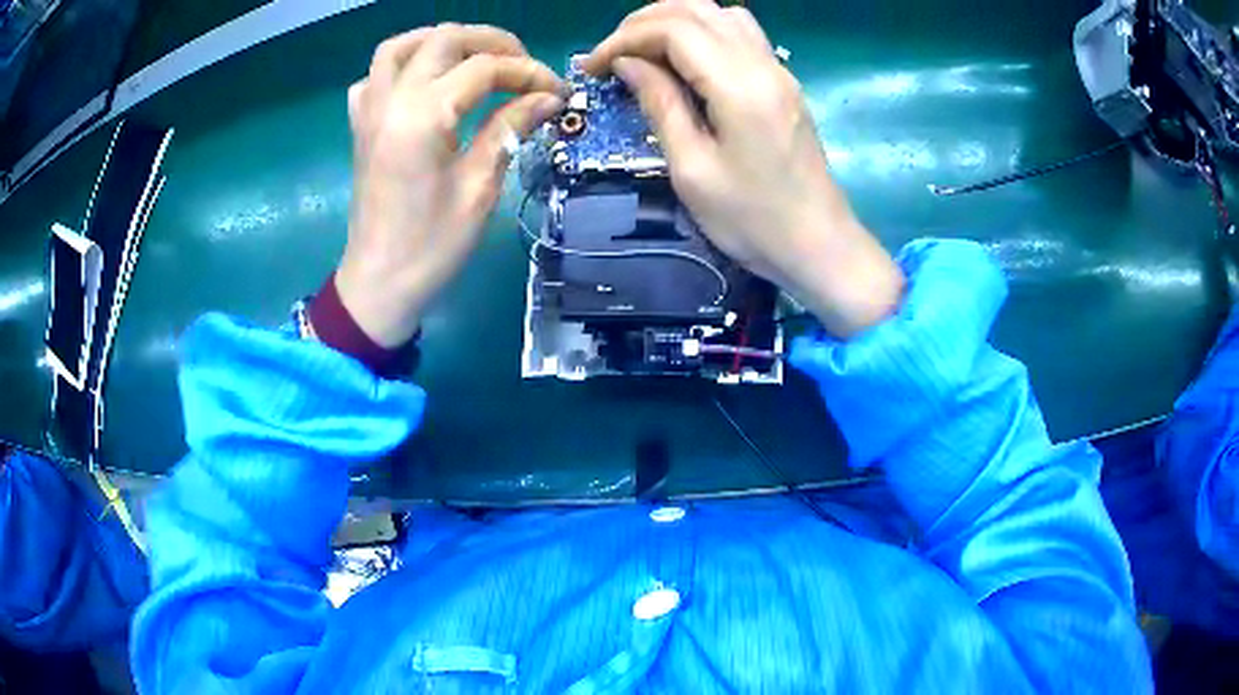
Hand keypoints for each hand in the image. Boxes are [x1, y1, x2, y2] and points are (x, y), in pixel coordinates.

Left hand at [335, 25, 562, 346]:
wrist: (378, 283)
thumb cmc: (431, 245)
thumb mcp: (480, 188)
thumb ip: (510, 129)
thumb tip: (548, 97)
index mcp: (422, 116)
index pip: (484, 68)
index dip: (528, 72)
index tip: (557, 90)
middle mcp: (391, 100)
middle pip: (444, 40)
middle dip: (492, 43)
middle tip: (523, 67)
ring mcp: (369, 110)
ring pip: (402, 46)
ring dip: (442, 41)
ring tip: (475, 57)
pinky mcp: (361, 125)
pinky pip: (375, 76)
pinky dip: (403, 65)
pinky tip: (425, 83)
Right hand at [585, 1, 903, 336]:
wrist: (819, 246)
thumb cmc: (753, 221)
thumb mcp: (692, 170)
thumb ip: (660, 104)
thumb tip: (627, 63)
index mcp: (739, 85)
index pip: (673, 29)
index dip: (624, 38)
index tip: (593, 67)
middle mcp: (763, 64)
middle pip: (697, 10)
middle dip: (643, 22)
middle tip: (611, 53)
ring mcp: (779, 70)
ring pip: (721, 14)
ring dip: (675, 20)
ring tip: (643, 48)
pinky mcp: (784, 83)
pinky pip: (741, 34)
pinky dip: (703, 31)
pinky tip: (685, 58)